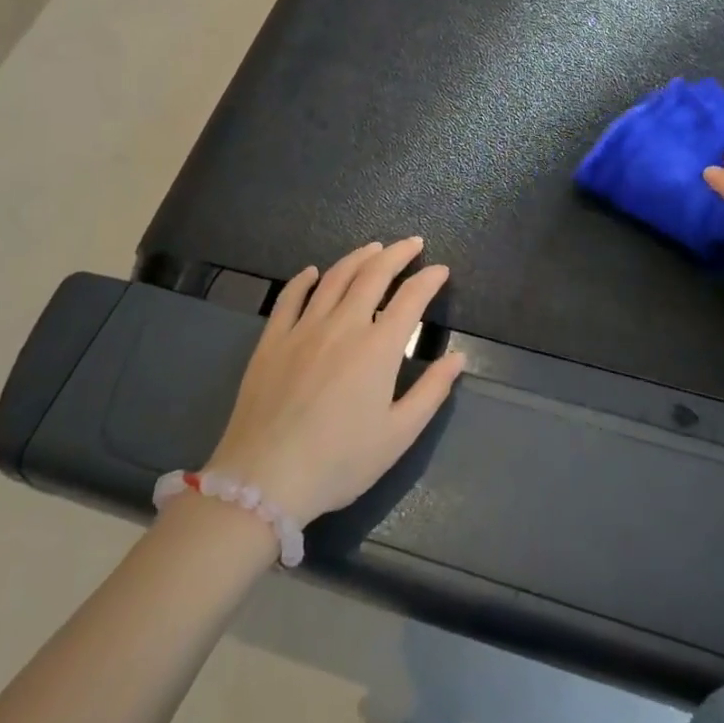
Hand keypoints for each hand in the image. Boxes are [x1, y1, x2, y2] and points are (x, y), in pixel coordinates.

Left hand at [204, 239, 464, 526]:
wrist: (264, 479)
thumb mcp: (397, 435)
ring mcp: (304, 329)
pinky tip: (313, 272)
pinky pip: (290, 298)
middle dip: (397, 254)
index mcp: (378, 348)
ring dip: (358, 257)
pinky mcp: (272, 340)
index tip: (441, 270)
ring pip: (334, 278)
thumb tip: (459, 358)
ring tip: (374, 247)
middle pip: (374, 274)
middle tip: (413, 243)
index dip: (429, 279)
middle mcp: (343, 325)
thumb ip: (431, 392)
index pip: (411, 298)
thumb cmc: (339, 462)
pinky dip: (304, 280)